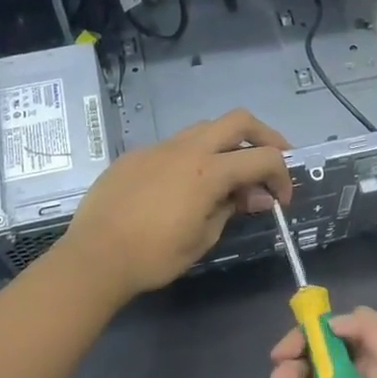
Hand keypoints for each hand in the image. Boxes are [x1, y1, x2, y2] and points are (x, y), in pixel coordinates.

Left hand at [58, 109, 291, 303]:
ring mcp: (159, 148)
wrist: (94, 257)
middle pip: (239, 120)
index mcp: (208, 171)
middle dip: (264, 137)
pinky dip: (194, 156)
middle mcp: (187, 148)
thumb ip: (232, 208)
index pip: (263, 158)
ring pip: (205, 128)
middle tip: (271, 161)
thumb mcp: (204, 238)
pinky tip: (185, 185)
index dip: (282, 175)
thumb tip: (254, 196)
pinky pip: (175, 145)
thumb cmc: (154, 256)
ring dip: (227, 143)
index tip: (280, 199)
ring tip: (230, 173)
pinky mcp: (137, 155)